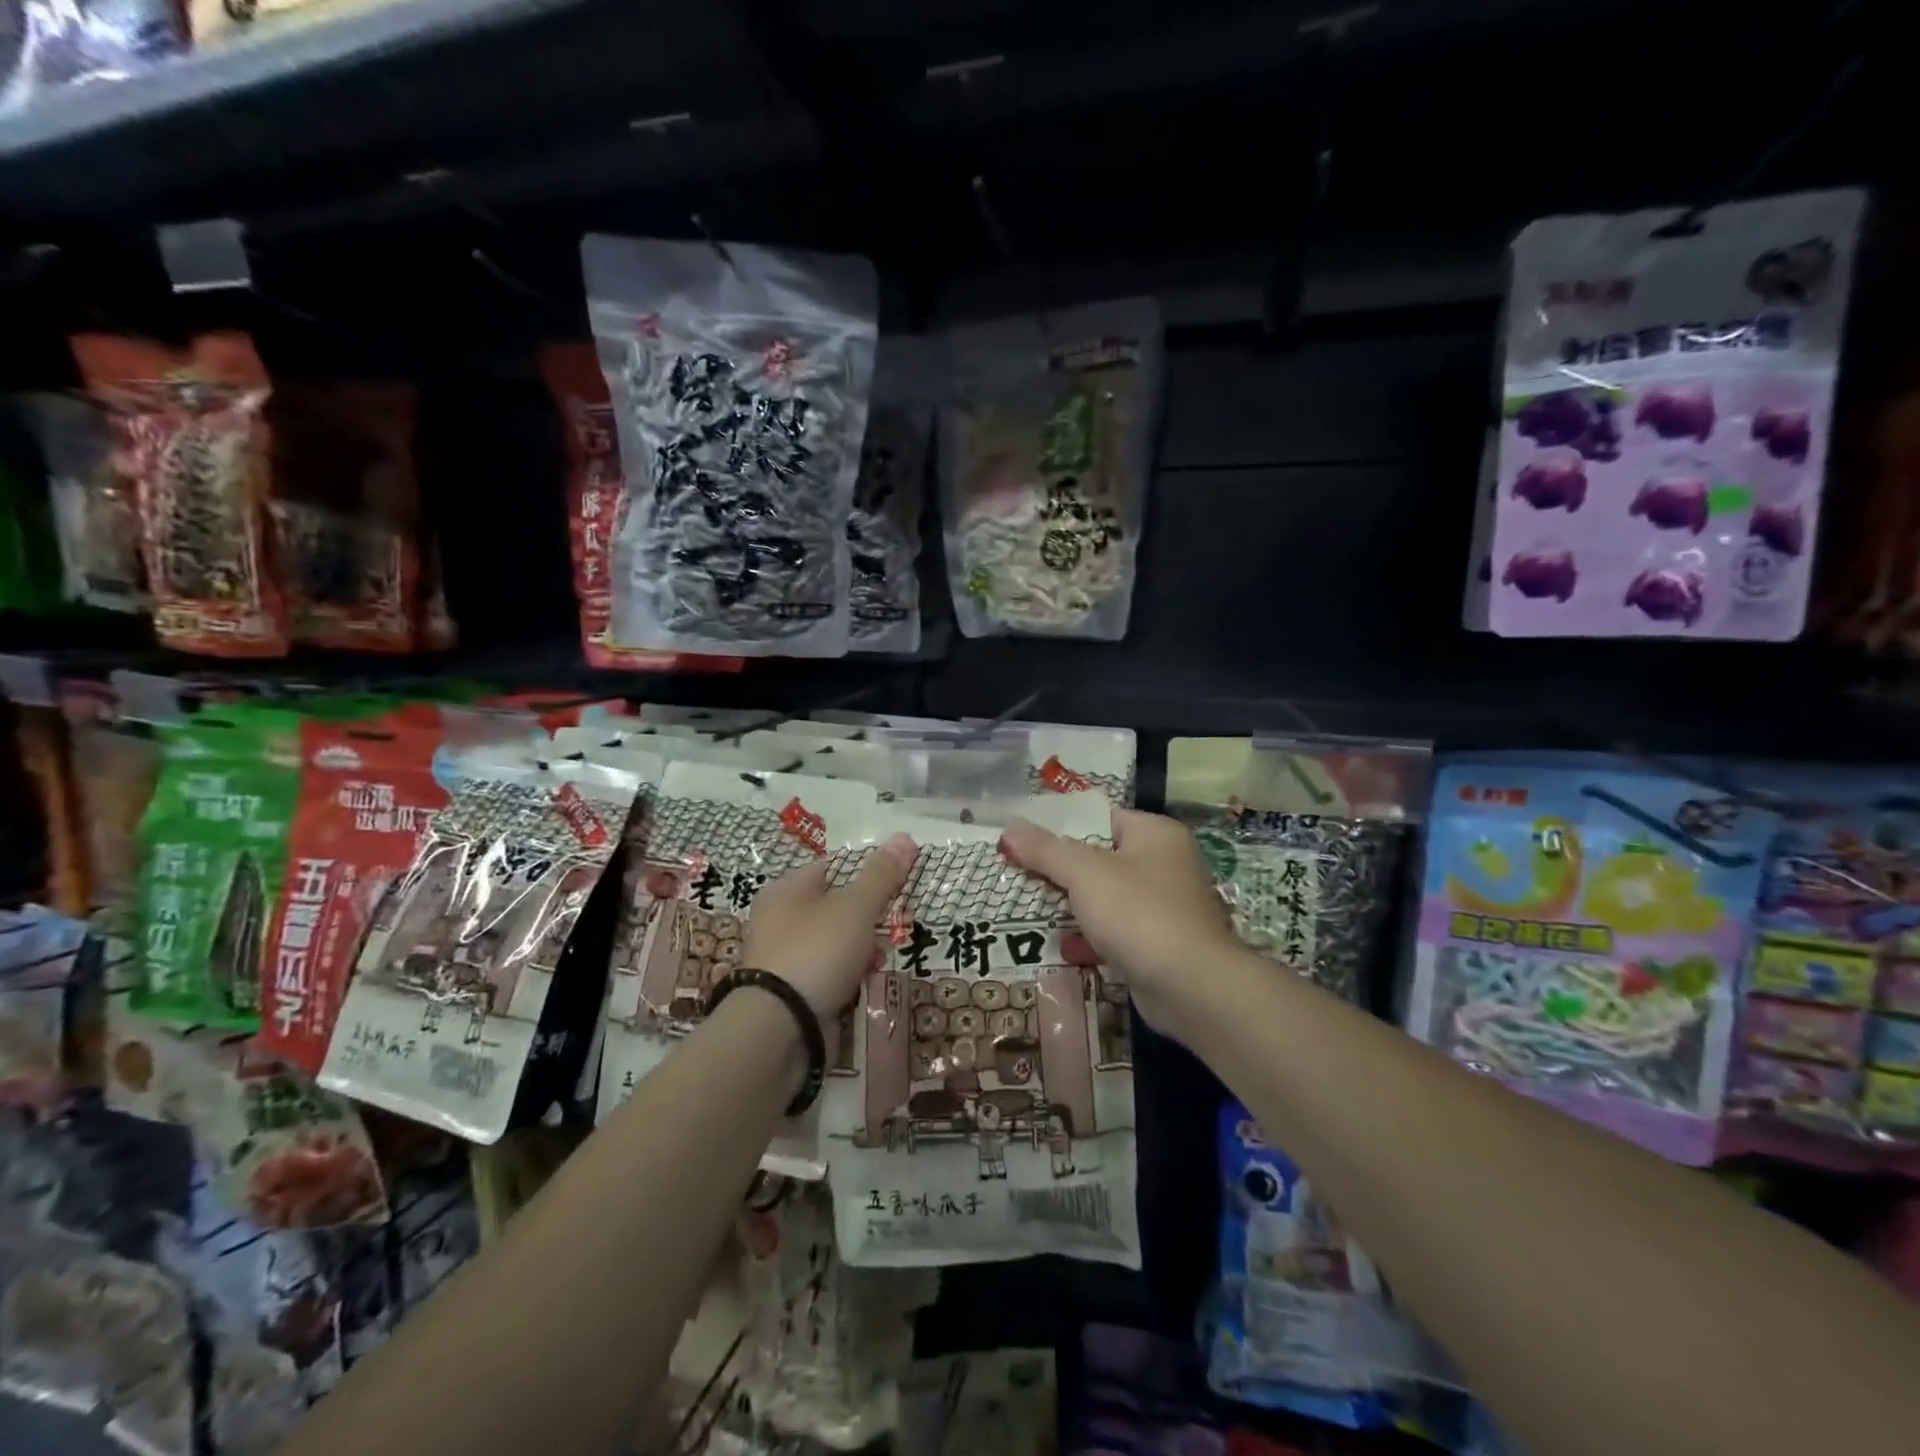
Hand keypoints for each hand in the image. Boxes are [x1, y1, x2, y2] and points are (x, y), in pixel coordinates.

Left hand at [741, 832, 917, 1022]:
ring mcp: (781, 959)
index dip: (863, 874)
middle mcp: (777, 920)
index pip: (830, 868)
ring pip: (833, 944)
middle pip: (834, 908)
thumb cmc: (816, 952)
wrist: (778, 1028)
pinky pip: (826, 975)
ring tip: (876, 961)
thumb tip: (905, 836)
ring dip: (859, 951)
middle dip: (866, 919)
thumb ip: (881, 875)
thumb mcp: (855, 907)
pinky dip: (845, 977)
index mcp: (785, 890)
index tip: (892, 888)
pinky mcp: (788, 993)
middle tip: (889, 928)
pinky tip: (860, 985)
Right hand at [999, 808, 1244, 1039]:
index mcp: (1155, 834)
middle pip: (1101, 858)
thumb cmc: (1139, 914)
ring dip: (1074, 907)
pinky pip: (1118, 931)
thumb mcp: (1085, 874)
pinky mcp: (1162, 943)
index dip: (1060, 827)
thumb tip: (1010, 827)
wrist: (1193, 988)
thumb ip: (1046, 850)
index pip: (1100, 818)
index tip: (1024, 841)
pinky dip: (1093, 938)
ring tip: (1034, 911)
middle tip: (1021, 876)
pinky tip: (1066, 948)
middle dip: (1062, 872)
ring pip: (1108, 897)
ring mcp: (1167, 905)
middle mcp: (1166, 863)